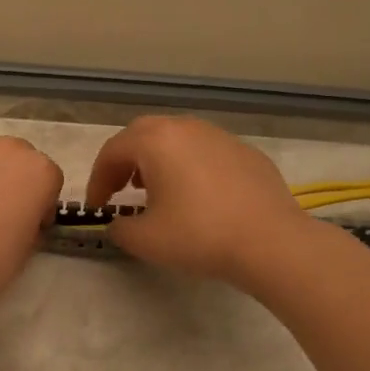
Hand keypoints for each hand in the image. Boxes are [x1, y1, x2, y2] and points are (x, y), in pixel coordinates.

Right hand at [83, 115, 317, 288]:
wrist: (271, 242)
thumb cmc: (199, 235)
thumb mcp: (145, 240)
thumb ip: (120, 228)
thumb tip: (119, 223)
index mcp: (155, 141)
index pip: (112, 151)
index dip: (97, 179)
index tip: (97, 206)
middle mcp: (186, 128)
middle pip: (143, 134)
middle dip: (125, 160)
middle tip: (121, 188)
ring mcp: (219, 136)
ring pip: (176, 139)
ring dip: (158, 160)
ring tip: (158, 191)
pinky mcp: (246, 152)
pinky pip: (205, 152)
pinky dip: (190, 167)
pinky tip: (198, 197)